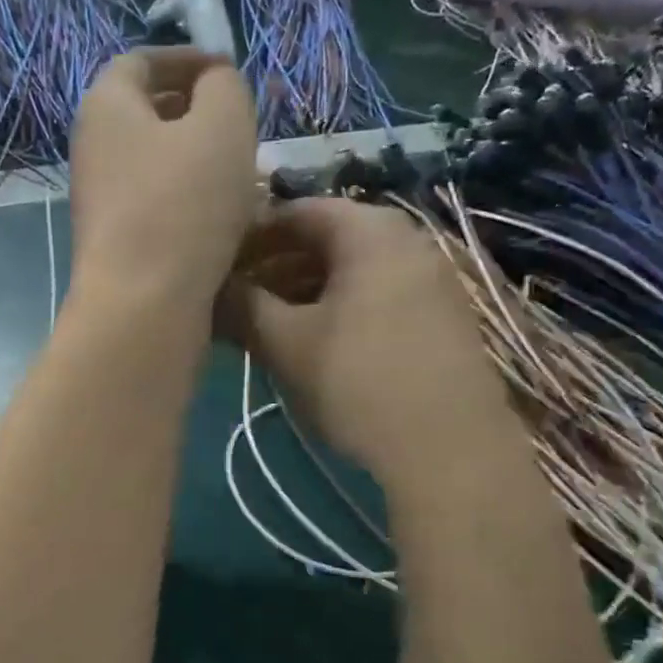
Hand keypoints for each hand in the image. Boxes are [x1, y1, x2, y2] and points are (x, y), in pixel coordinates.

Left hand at [67, 48, 258, 308]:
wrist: (144, 305)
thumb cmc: (184, 204)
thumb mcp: (223, 125)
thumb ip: (224, 87)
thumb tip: (213, 86)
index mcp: (106, 106)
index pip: (141, 61)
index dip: (187, 59)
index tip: (228, 72)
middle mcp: (93, 149)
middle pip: (149, 115)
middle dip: (200, 115)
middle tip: (245, 129)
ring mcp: (102, 200)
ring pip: (159, 164)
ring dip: (203, 163)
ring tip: (249, 178)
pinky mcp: (117, 242)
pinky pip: (160, 204)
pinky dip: (193, 202)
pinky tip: (230, 221)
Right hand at [222, 197, 499, 479]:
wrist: (449, 450)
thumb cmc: (357, 382)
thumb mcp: (285, 343)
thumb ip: (243, 305)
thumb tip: (213, 287)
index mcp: (368, 230)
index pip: (297, 212)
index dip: (251, 236)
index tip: (219, 266)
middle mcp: (406, 239)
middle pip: (326, 239)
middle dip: (276, 266)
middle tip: (239, 299)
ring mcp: (431, 277)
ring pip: (352, 270)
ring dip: (304, 290)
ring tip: (269, 324)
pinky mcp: (442, 315)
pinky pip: (377, 294)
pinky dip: (339, 307)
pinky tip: (316, 342)